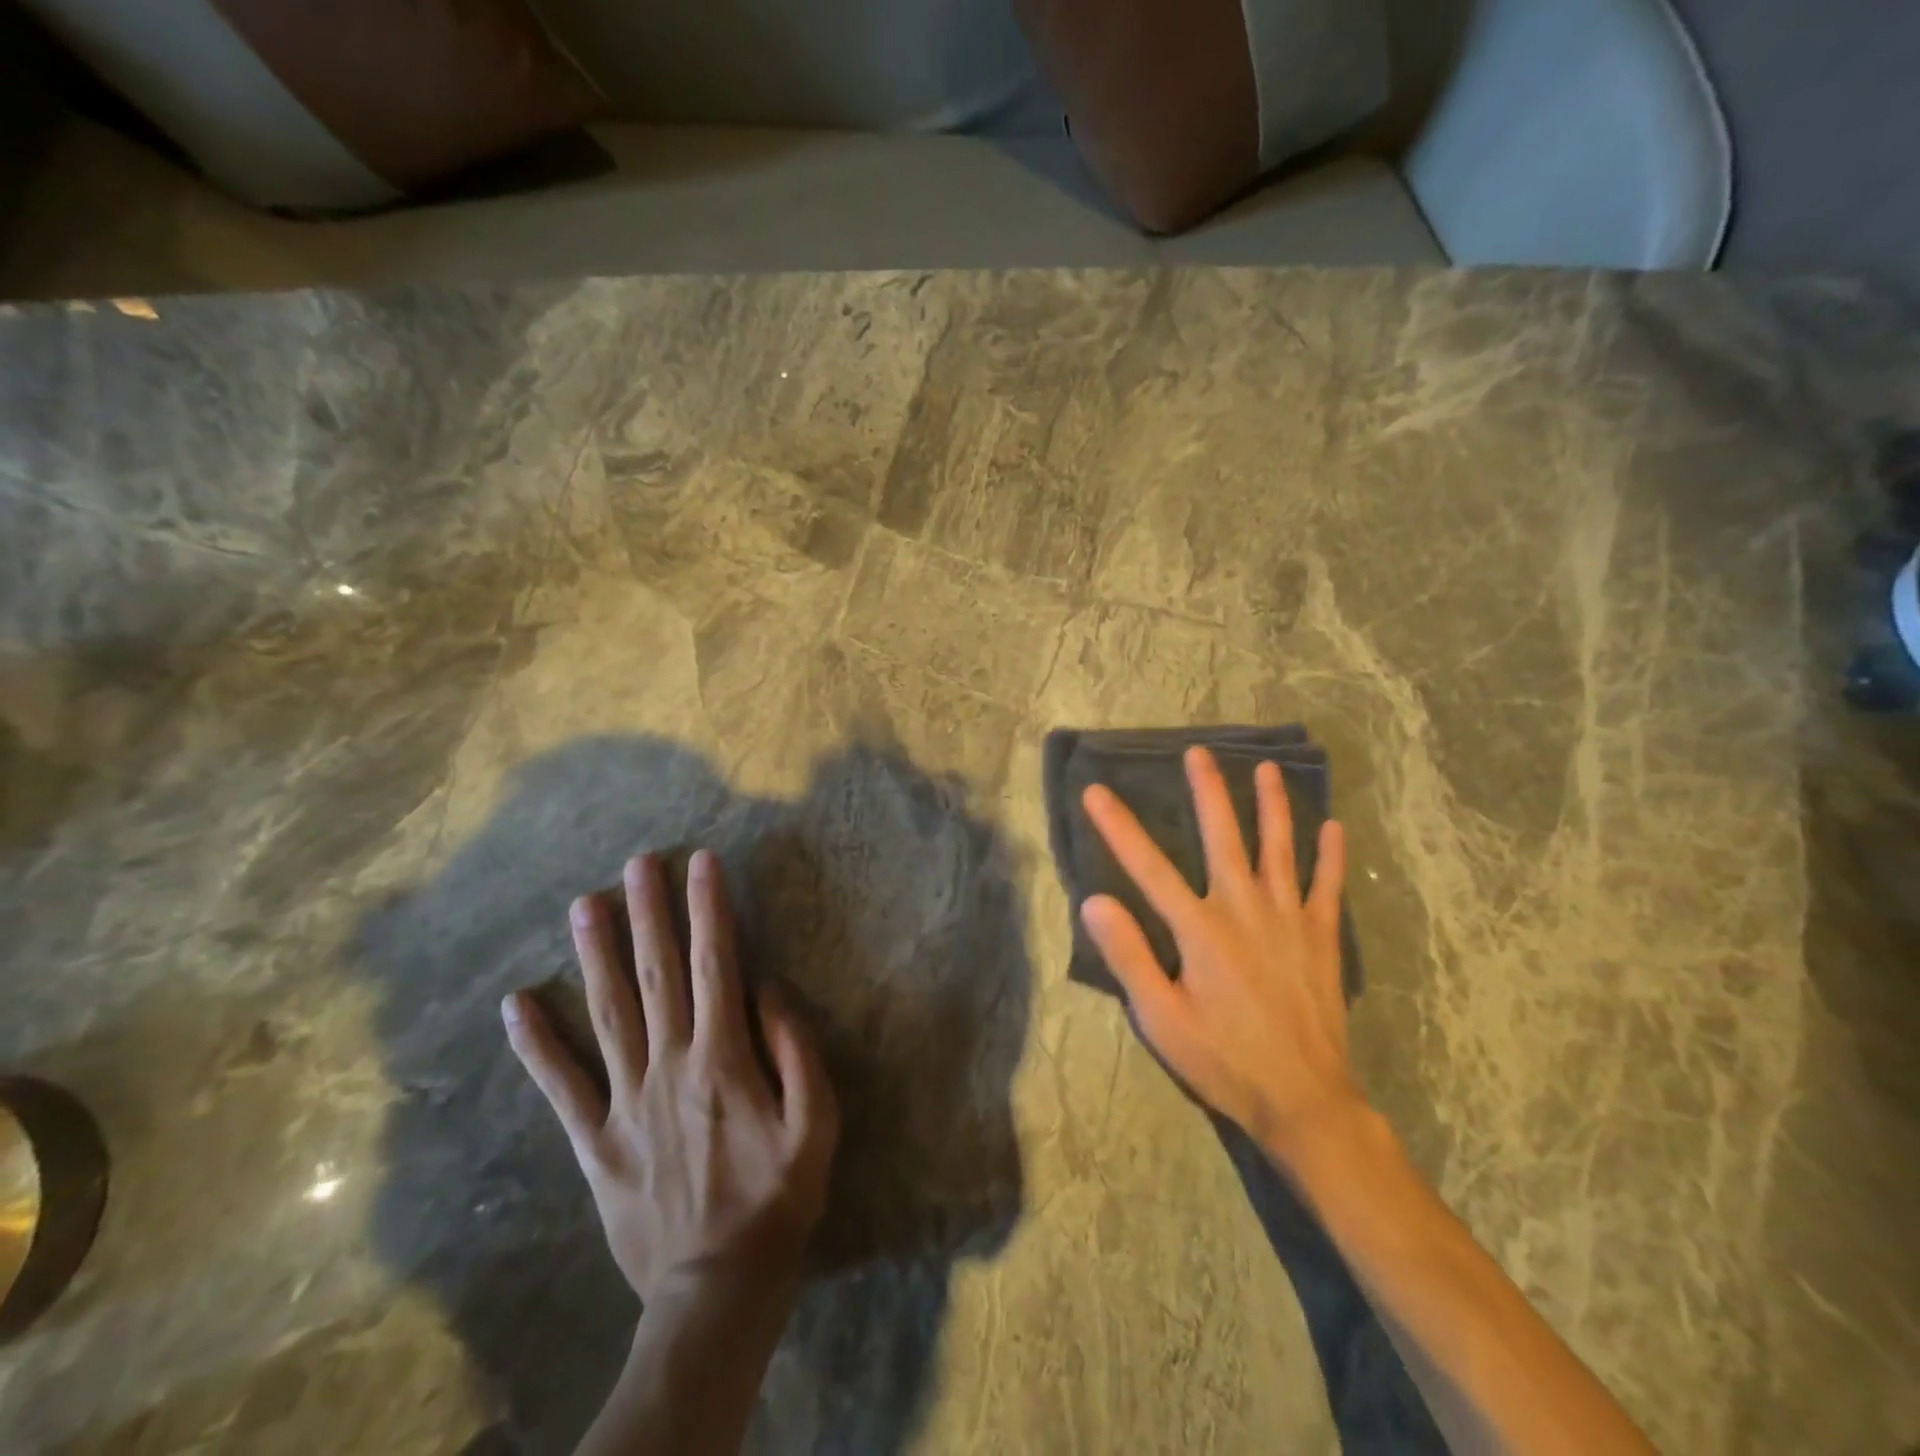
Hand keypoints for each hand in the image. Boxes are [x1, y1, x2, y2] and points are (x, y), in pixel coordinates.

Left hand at [502, 850, 838, 1301]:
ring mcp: (624, 1101)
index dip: (709, 909)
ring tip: (584, 905)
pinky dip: (536, 1045)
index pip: (716, 963)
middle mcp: (669, 1064)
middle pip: (657, 974)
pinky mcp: (595, 1141)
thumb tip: (767, 988)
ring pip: (607, 1013)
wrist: (718, 1287)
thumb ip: (795, 1048)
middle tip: (637, 863)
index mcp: (723, 1057)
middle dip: (649, 912)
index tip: (702, 862)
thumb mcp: (817, 1121)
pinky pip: (561, 1087)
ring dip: (595, 955)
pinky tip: (517, 1004)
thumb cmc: (778, 1196)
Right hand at [1080, 746, 1364, 1161]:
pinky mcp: (1322, 939)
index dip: (1118, 827)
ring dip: (1272, 806)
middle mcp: (1244, 909)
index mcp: (1200, 929)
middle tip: (1199, 752)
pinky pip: (1328, 888)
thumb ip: (1129, 955)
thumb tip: (1095, 900)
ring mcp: (1289, 920)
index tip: (1096, 791)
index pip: (1148, 866)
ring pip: (1280, 849)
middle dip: (1208, 792)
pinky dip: (1330, 856)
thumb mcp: (1161, 1018)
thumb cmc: (1223, 1060)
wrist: (1304, 1101)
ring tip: (1268, 769)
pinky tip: (1333, 827)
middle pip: (1223, 837)